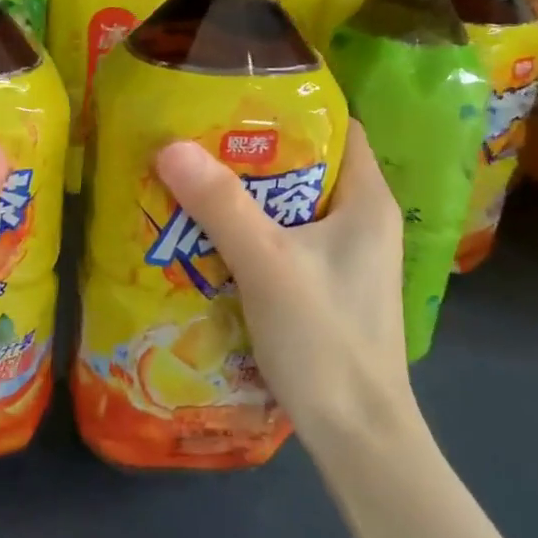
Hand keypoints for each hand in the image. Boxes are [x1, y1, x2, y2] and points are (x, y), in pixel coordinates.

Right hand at [153, 122, 420, 451]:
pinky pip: (287, 242)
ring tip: (194, 181)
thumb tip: (170, 146)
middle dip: (254, 153)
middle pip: (308, 166)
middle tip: (199, 140)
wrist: (358, 437)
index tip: (236, 100)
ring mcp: (348, 259)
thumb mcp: (267, 264)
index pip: (339, 129)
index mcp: (368, 201)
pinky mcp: (329, 289)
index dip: (293, 109)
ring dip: (248, 196)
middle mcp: (364, 222)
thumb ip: (220, 204)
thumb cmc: (325, 339)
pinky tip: (210, 238)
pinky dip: (253, 232)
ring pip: (293, 207)